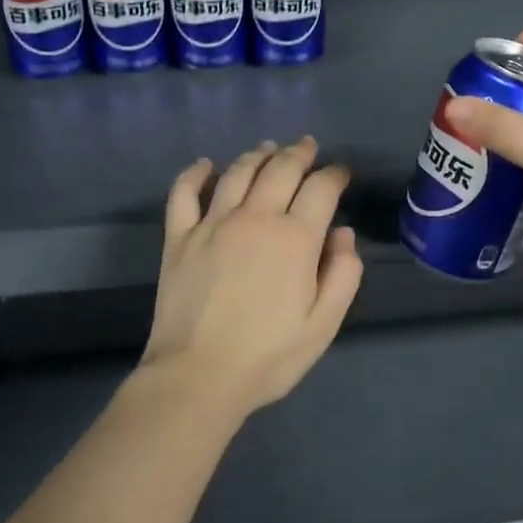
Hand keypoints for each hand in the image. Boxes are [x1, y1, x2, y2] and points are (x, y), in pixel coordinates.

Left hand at [140, 137, 362, 418]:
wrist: (197, 376)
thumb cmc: (268, 356)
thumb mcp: (324, 324)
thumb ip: (343, 274)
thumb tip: (343, 233)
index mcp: (295, 238)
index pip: (320, 188)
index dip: (334, 174)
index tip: (341, 172)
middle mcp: (255, 218)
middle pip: (280, 169)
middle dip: (299, 153)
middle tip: (307, 146)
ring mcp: (212, 224)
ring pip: (237, 172)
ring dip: (257, 155)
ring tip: (267, 148)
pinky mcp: (179, 237)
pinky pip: (184, 193)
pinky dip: (195, 173)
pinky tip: (205, 165)